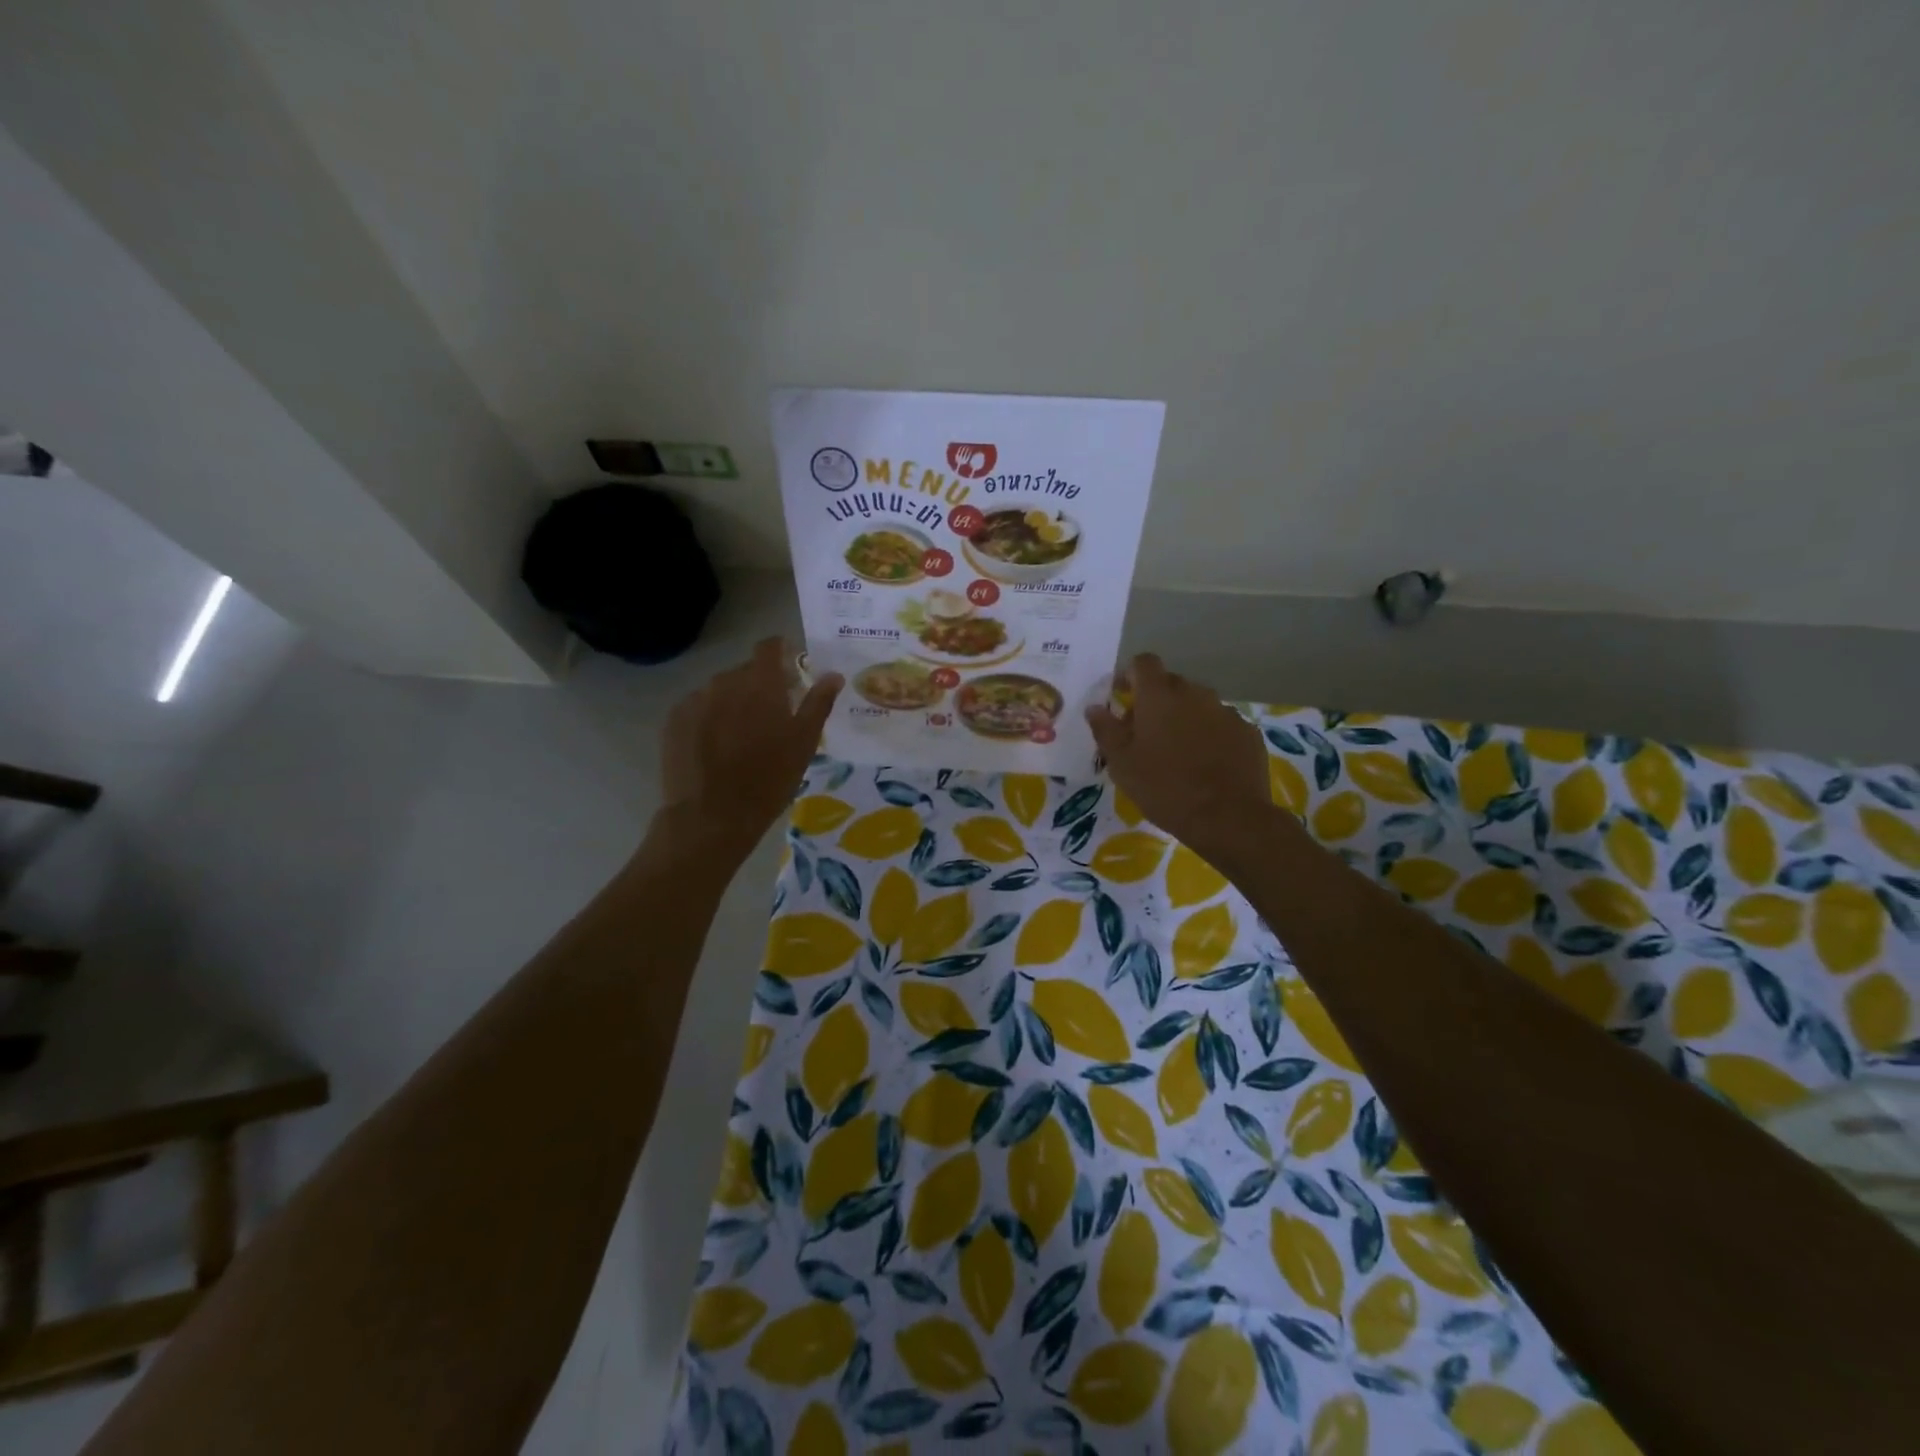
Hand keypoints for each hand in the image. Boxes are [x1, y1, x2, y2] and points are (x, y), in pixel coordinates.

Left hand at [655, 637, 841, 860]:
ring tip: (742, 736)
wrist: (711, 816)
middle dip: (760, 685)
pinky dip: (710, 719)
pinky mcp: (674, 721)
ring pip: (720, 691)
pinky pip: (698, 709)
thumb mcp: (804, 742)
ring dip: (733, 703)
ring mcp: (695, 700)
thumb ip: (819, 703)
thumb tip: (834, 675)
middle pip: (745, 672)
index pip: (769, 647)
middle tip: (772, 715)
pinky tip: (716, 748)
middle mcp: (724, 681)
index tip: (790, 668)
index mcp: (760, 682)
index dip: (781, 651)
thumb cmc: (769, 778)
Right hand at [1086, 654, 1271, 856]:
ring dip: (1184, 718)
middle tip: (1144, 733)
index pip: (1144, 663)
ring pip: (1198, 705)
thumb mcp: (1122, 763)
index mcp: (1159, 695)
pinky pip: (1221, 725)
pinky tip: (1206, 764)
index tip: (1121, 696)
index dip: (1130, 675)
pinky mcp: (1247, 732)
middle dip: (1155, 701)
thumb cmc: (1164, 787)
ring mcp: (1226, 711)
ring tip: (1177, 752)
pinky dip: (1210, 736)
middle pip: (1171, 684)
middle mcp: (1195, 693)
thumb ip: (1106, 730)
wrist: (1228, 817)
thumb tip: (1095, 708)